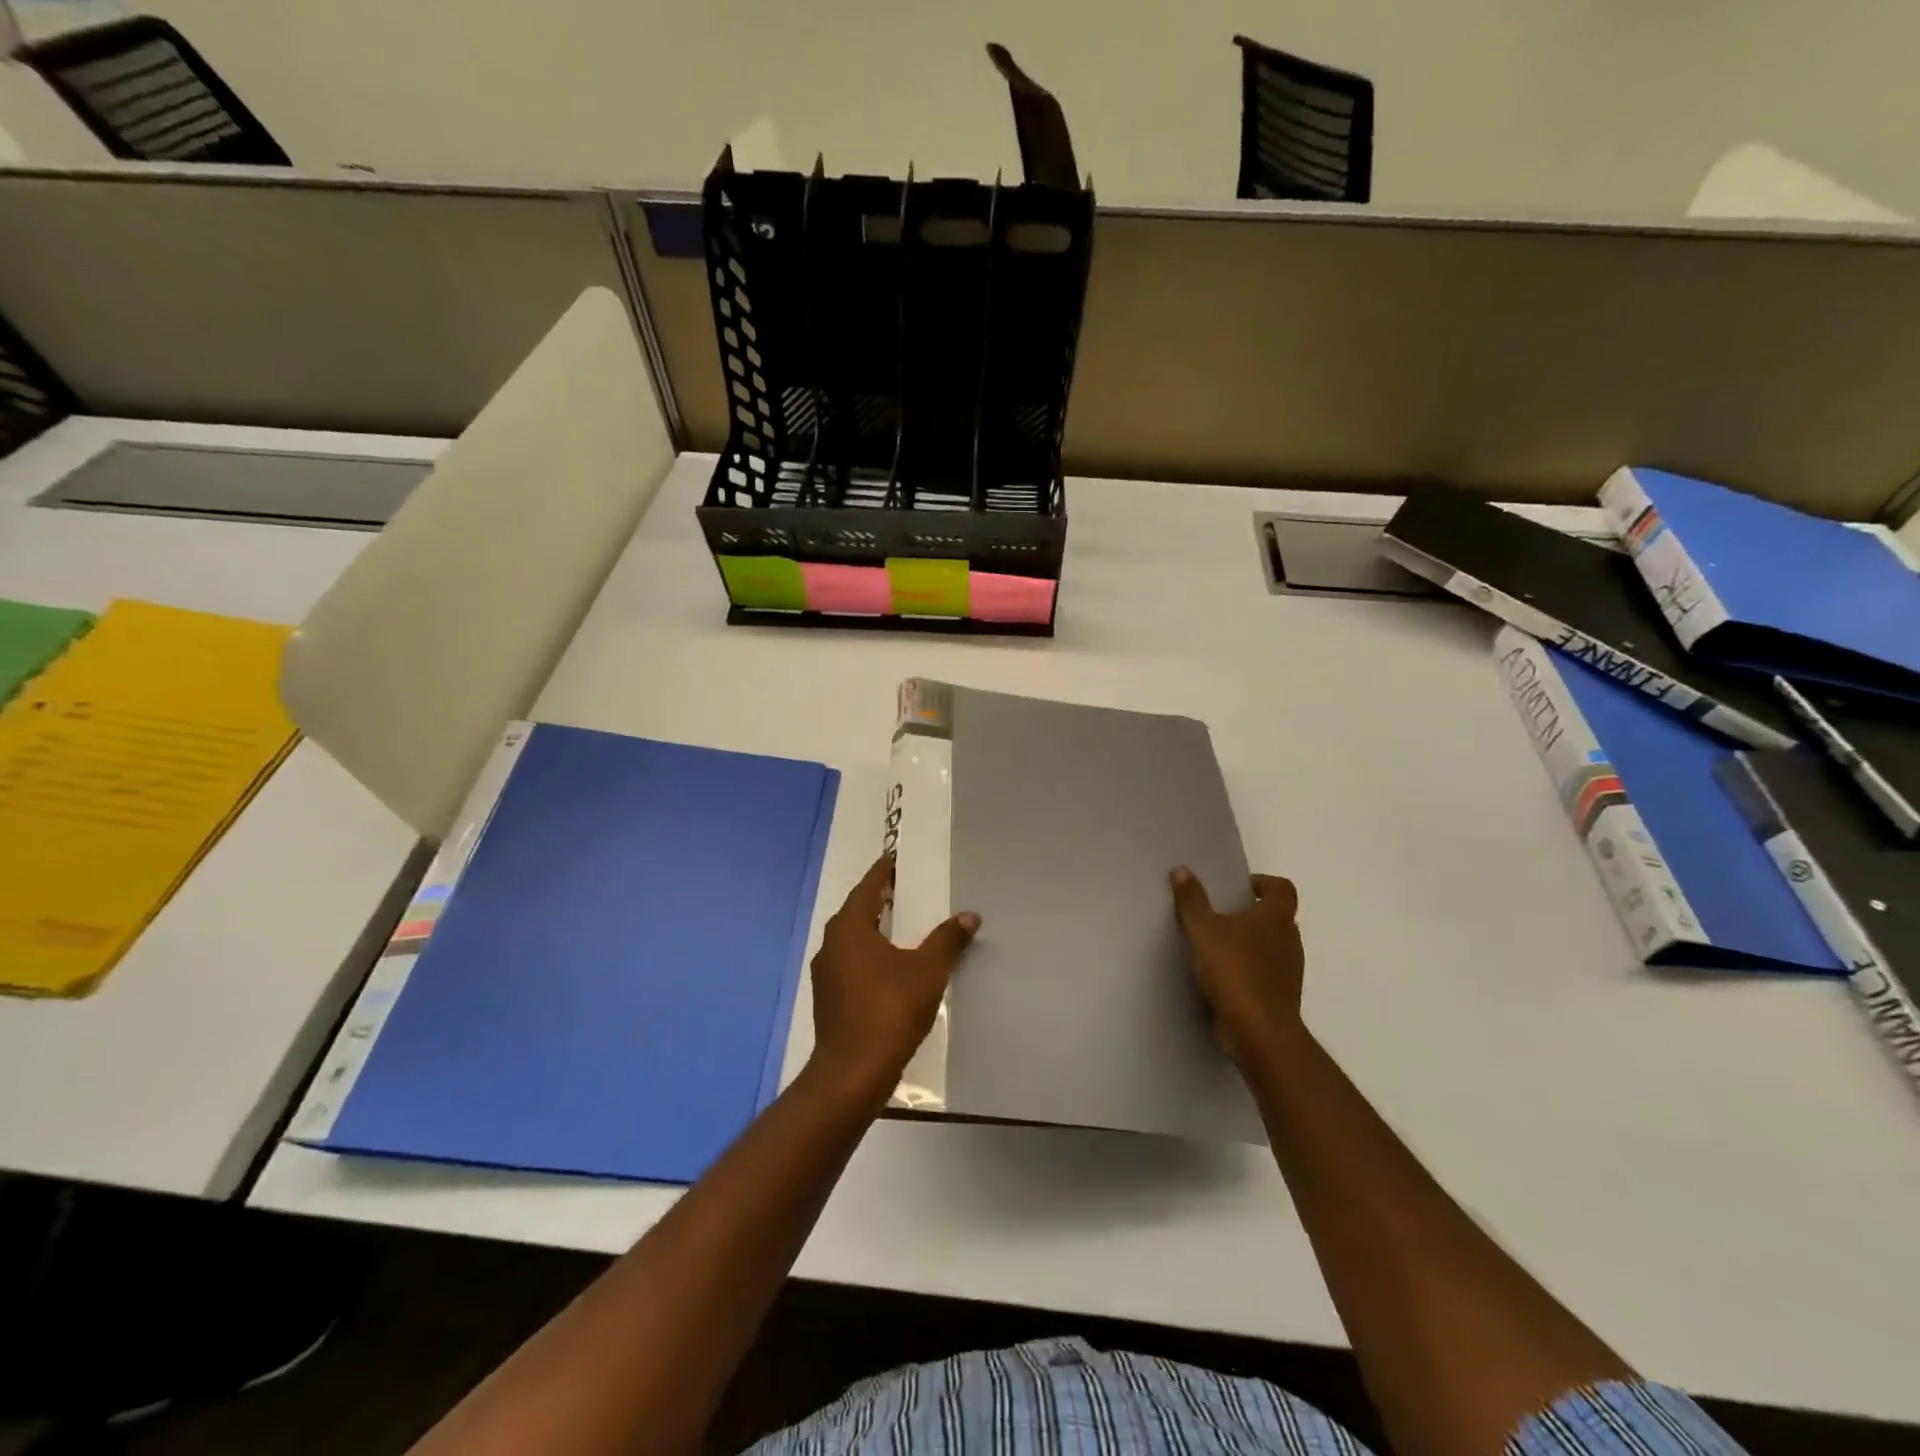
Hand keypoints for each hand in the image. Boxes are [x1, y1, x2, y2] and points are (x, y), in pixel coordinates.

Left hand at [807, 854, 979, 1103]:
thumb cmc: (889, 1010)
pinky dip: (869, 956)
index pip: (868, 887)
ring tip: (901, 926)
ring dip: (874, 929)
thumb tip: (969, 915)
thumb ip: (948, 940)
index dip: (883, 873)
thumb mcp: (928, 970)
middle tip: (905, 889)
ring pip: (852, 940)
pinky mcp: (829, 1000)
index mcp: (849, 928)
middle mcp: (831, 945)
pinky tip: (890, 967)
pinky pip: (851, 964)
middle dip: (879, 900)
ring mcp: (826, 975)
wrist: (852, 1073)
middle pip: (857, 911)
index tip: (896, 859)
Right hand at [1170, 866, 1304, 1068]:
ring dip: (1247, 944)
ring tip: (1214, 948)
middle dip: (1248, 915)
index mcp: (1277, 918)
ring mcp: (1289, 971)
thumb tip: (1182, 870)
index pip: (1281, 888)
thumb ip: (1191, 900)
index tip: (1237, 889)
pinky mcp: (1280, 997)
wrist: (1259, 1033)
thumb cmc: (1234, 972)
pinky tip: (1220, 978)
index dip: (1262, 883)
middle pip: (1275, 917)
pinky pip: (1264, 974)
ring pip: (1270, 947)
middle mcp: (1290, 940)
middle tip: (1217, 917)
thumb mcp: (1203, 931)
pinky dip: (1247, 971)